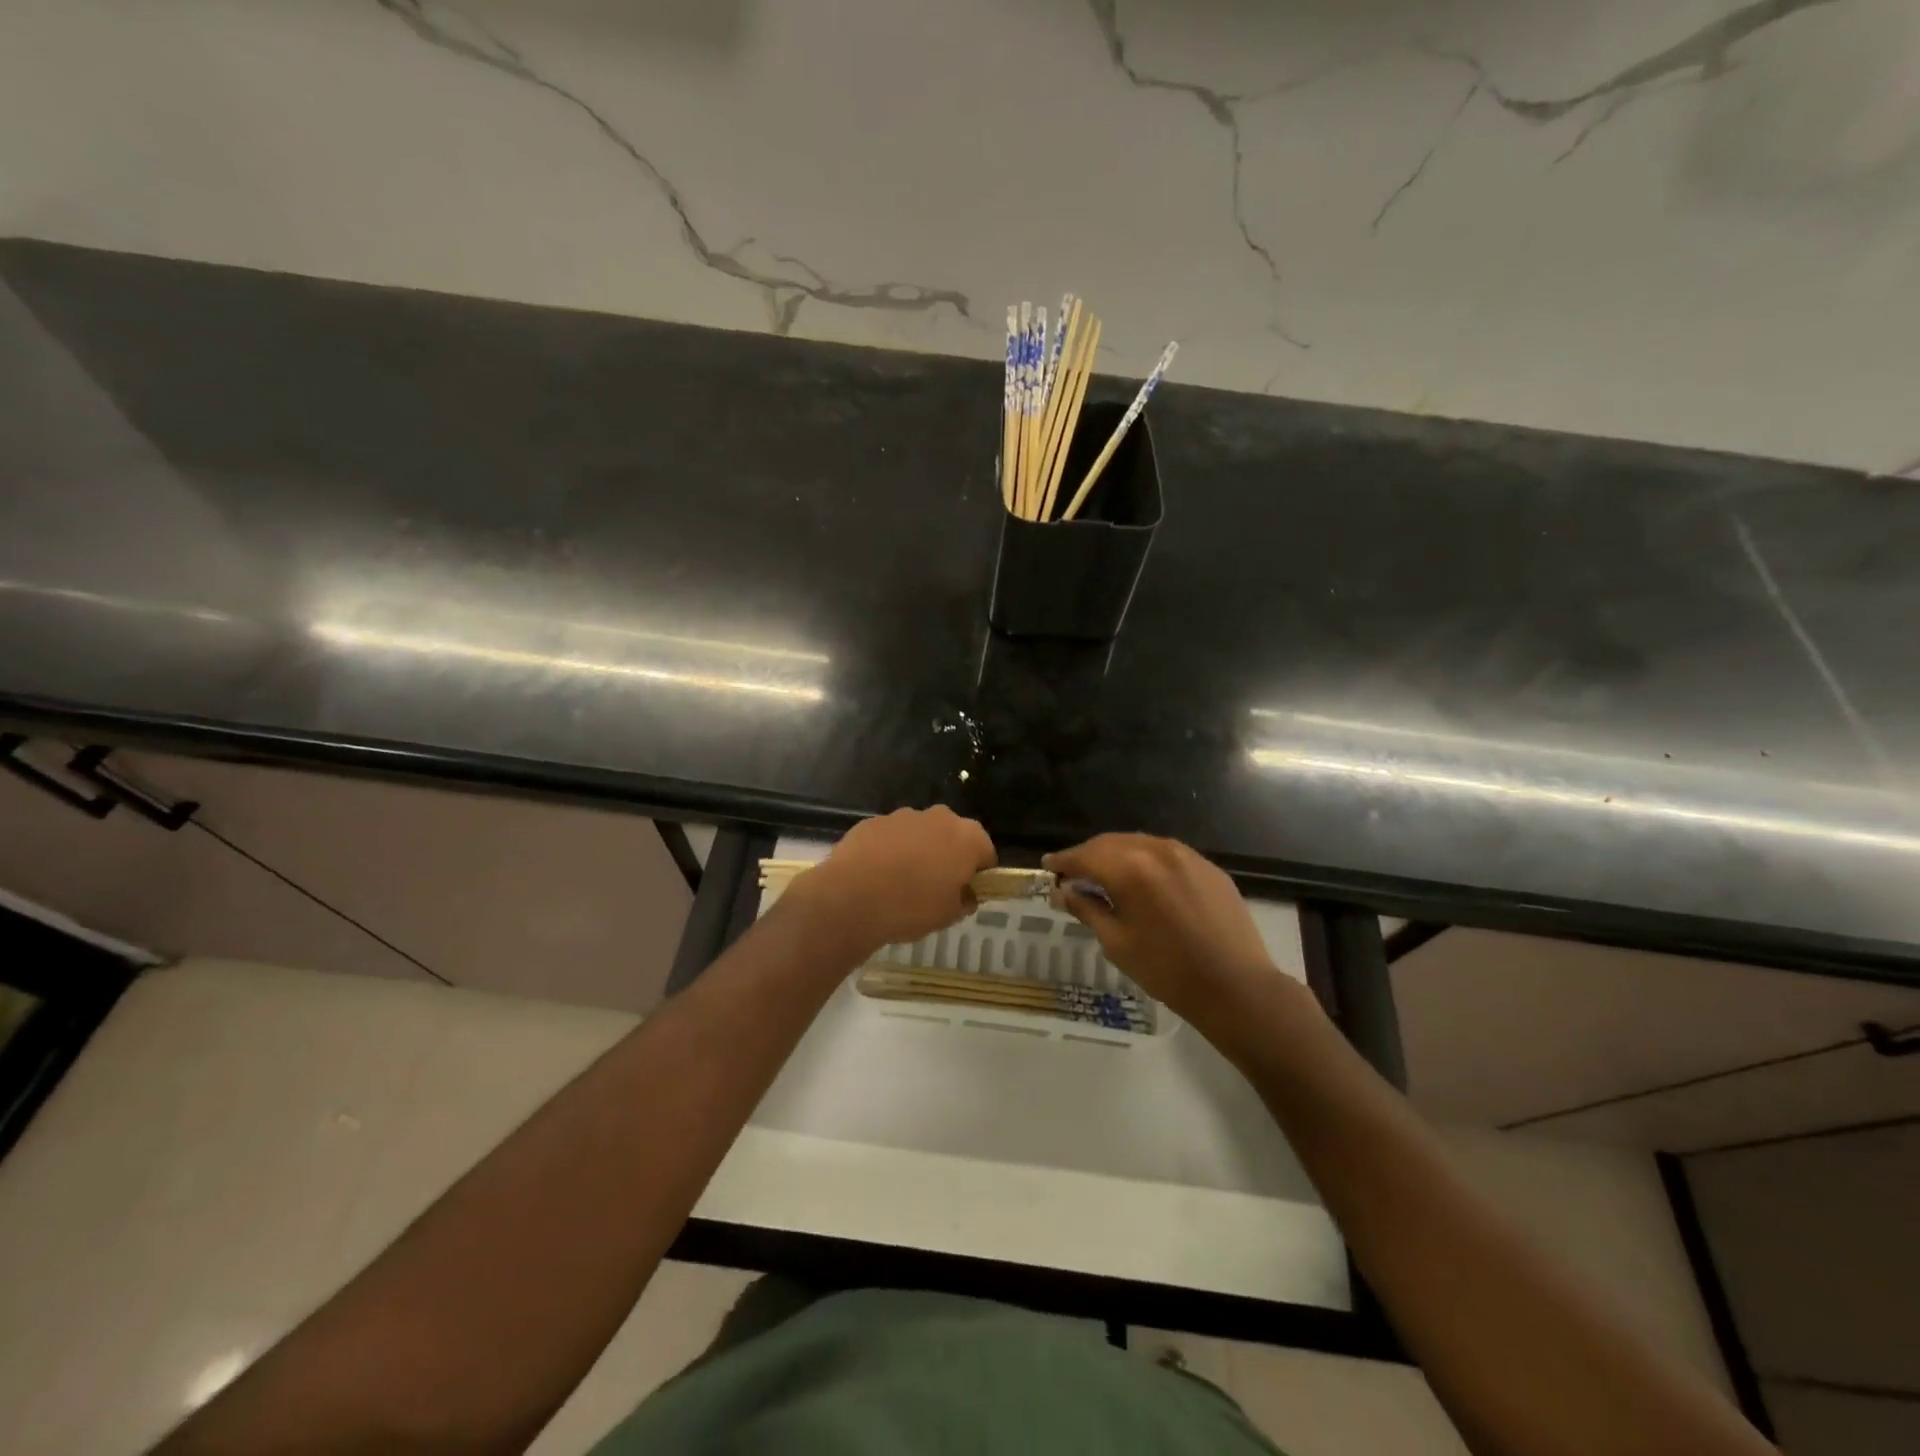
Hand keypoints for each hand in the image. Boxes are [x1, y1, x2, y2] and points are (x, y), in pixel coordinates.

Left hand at [789, 806, 995, 957]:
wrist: (851, 897)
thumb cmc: (911, 906)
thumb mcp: (949, 915)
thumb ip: (965, 900)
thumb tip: (966, 894)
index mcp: (967, 837)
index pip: (986, 852)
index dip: (979, 874)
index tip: (967, 892)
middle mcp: (940, 817)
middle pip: (953, 835)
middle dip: (949, 856)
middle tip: (936, 887)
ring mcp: (903, 815)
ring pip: (921, 833)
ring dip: (918, 851)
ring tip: (902, 883)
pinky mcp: (873, 821)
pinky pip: (891, 837)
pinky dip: (889, 851)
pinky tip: (877, 876)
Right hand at [1044, 834, 1277, 1022]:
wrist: (1235, 987)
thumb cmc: (1167, 970)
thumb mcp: (1117, 942)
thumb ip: (1088, 910)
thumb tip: (1065, 891)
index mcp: (1130, 868)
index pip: (1086, 855)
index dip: (1064, 861)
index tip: (1048, 866)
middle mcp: (1158, 850)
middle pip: (1112, 843)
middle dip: (1089, 855)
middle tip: (1072, 872)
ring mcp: (1187, 855)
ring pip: (1140, 844)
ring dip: (1117, 855)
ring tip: (1104, 874)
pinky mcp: (1208, 867)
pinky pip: (1167, 854)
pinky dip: (1146, 861)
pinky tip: (1143, 881)